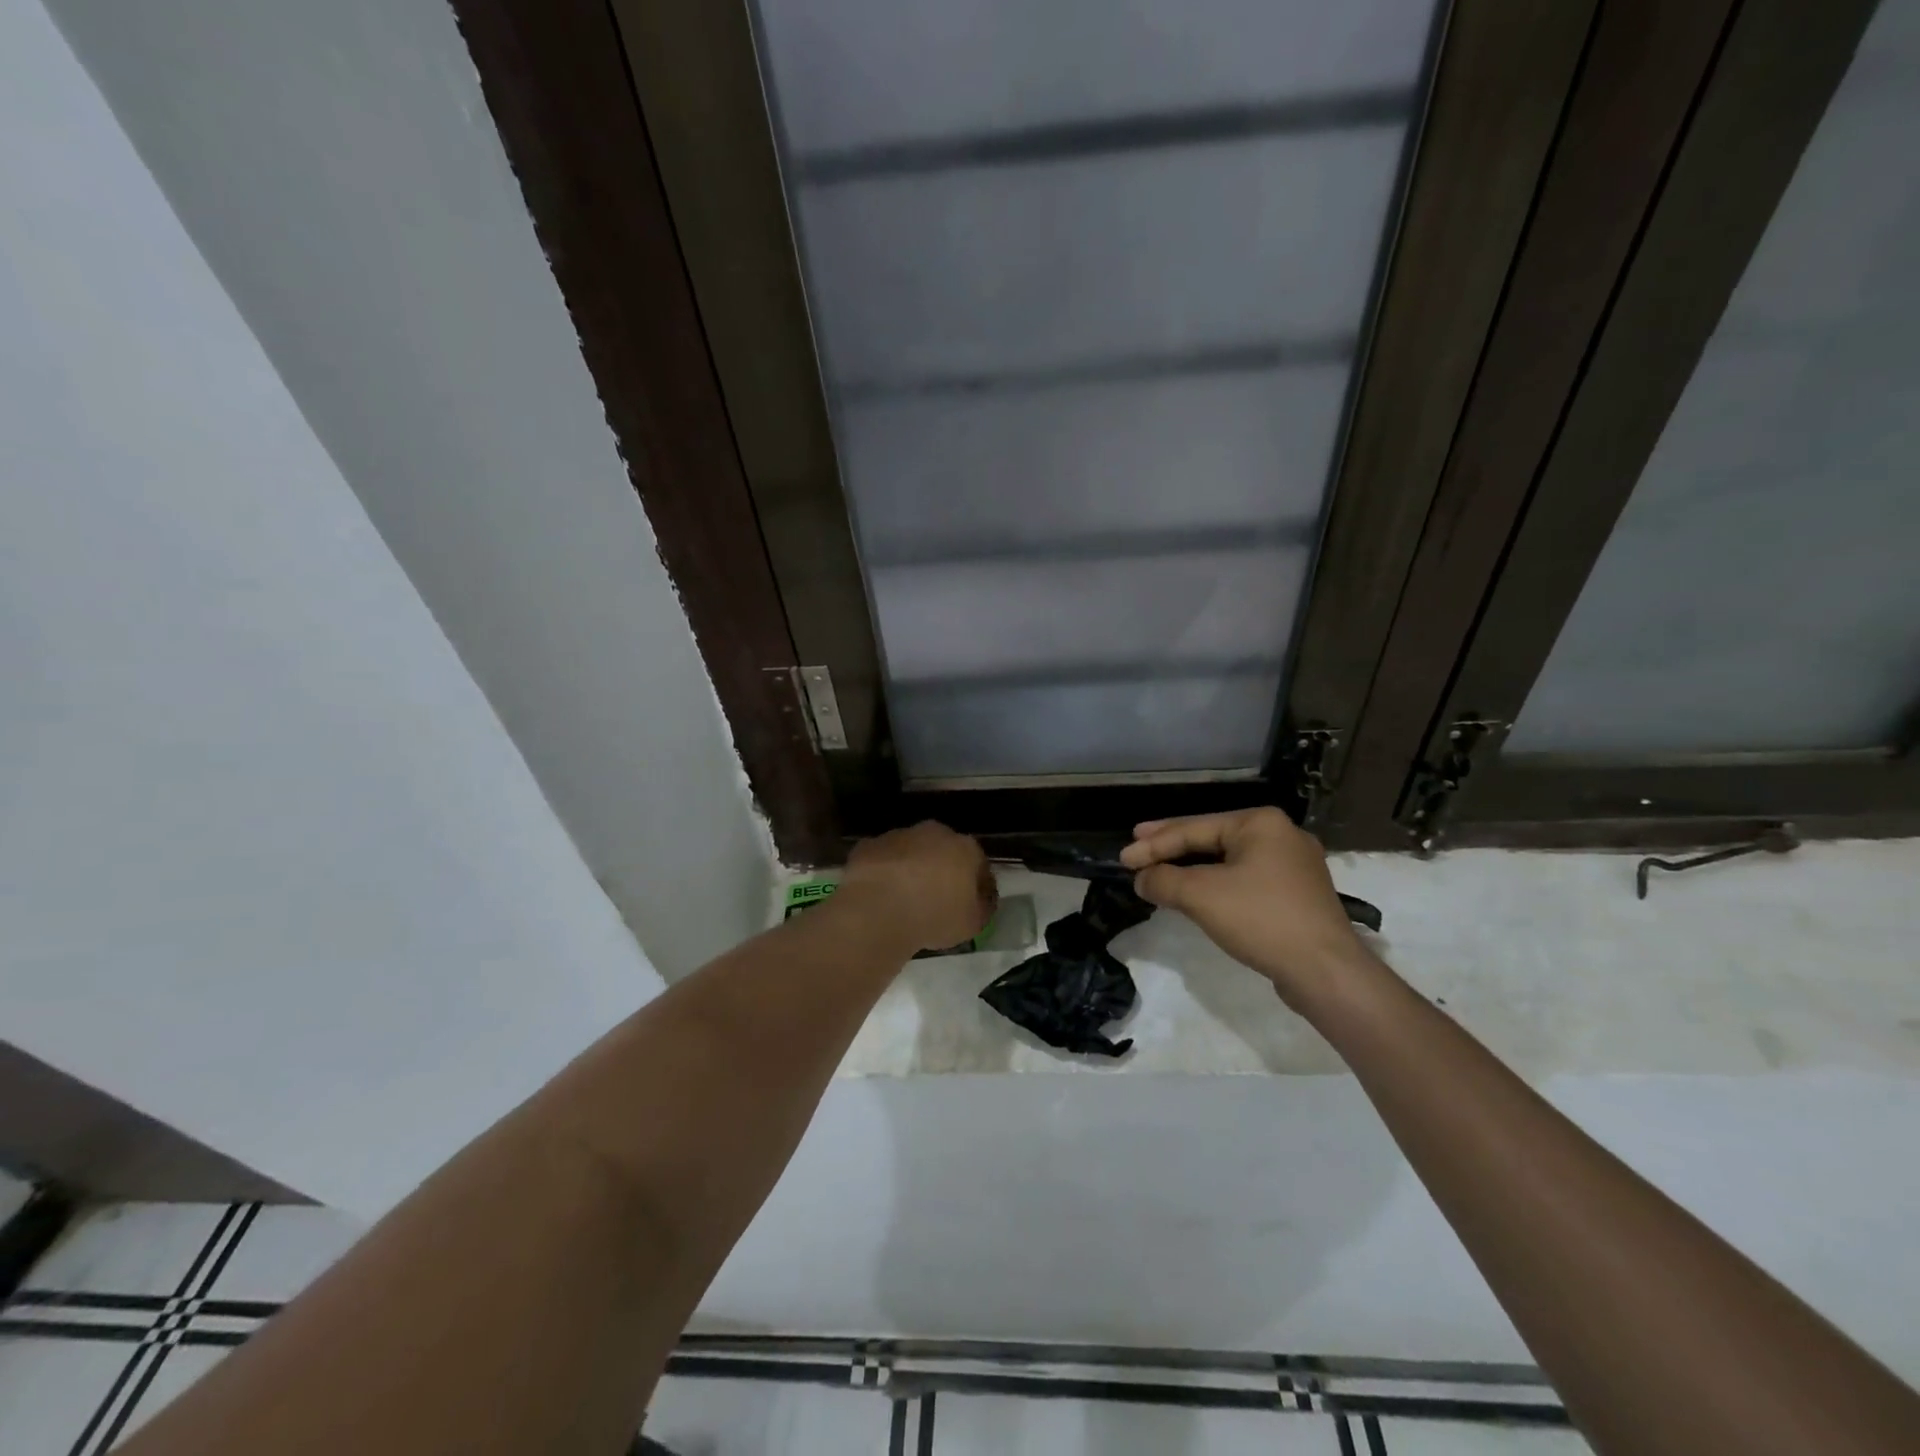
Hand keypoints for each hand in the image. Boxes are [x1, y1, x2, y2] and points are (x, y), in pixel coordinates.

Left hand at [839, 822, 995, 952]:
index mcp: (965, 847)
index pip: (979, 864)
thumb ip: (982, 908)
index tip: (971, 905)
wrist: (878, 911)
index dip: (977, 886)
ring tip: (905, 898)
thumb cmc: (934, 916)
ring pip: (911, 851)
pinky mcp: (869, 845)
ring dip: (911, 868)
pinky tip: (880, 895)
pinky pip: (883, 860)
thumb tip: (980, 901)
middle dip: (942, 870)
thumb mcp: (972, 924)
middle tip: (936, 899)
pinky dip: (884, 873)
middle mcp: (934, 832)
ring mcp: (898, 835)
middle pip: (943, 851)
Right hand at [1120, 808, 1367, 1005]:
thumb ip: (1164, 880)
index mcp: (1260, 823)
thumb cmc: (1261, 919)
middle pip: (1212, 838)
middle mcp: (1280, 835)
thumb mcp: (1201, 895)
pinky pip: (1245, 879)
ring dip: (1192, 867)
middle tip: (1137, 846)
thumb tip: (1141, 878)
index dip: (1153, 844)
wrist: (1325, 971)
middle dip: (1172, 846)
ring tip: (1161, 869)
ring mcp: (1294, 865)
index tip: (1123, 858)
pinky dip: (1216, 883)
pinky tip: (1198, 891)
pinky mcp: (1298, 894)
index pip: (1193, 828)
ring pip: (1228, 860)